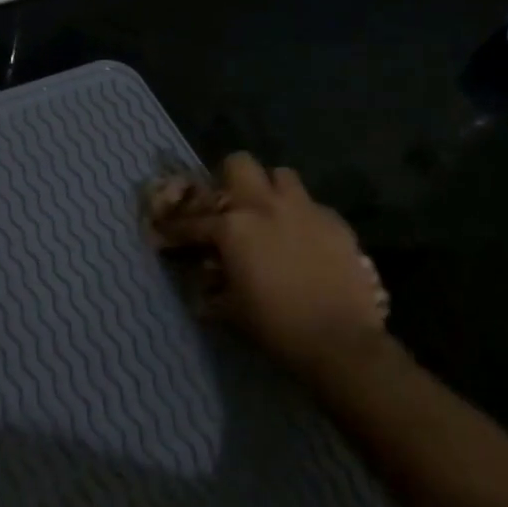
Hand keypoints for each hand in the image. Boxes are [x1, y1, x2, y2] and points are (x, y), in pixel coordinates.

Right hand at [147, 153, 387, 375]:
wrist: (341, 342)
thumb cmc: (276, 326)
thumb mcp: (231, 309)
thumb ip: (213, 287)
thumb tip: (204, 283)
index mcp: (233, 227)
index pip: (193, 220)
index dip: (176, 228)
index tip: (166, 231)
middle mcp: (265, 206)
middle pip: (240, 164)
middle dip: (231, 180)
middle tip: (230, 206)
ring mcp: (304, 210)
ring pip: (281, 176)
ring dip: (270, 191)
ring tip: (270, 214)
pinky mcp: (336, 223)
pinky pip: (313, 206)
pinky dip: (303, 217)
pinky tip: (304, 241)